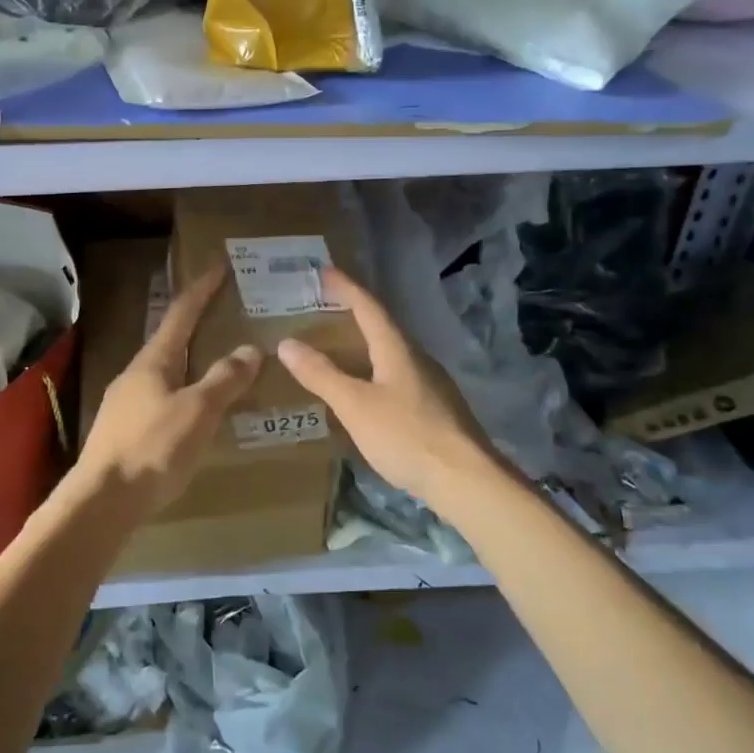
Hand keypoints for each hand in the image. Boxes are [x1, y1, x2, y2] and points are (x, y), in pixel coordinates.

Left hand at [77, 269, 261, 512]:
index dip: (201, 289)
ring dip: (189, 359)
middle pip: (169, 338)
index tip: (219, 266)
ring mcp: (125, 401)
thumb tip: (250, 349)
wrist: (102, 500)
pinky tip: (193, 409)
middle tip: (224, 314)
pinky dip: (182, 389)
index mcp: (153, 361)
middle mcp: (135, 373)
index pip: (181, 313)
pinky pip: (159, 396)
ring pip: (164, 370)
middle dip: (196, 323)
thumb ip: (224, 380)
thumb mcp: (197, 411)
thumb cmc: (153, 448)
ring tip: (215, 361)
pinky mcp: (124, 429)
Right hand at [276, 267, 515, 515]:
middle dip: (354, 314)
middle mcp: (417, 359)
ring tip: (338, 347)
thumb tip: (286, 343)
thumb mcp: (355, 405)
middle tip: (325, 307)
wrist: (467, 481)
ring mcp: (430, 385)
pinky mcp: (436, 410)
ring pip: (392, 354)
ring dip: (365, 344)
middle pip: (383, 327)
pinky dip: (375, 371)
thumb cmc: (407, 435)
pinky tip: (365, 390)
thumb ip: (321, 374)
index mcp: (397, 349)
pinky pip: (398, 377)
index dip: (346, 287)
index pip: (369, 307)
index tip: (325, 271)